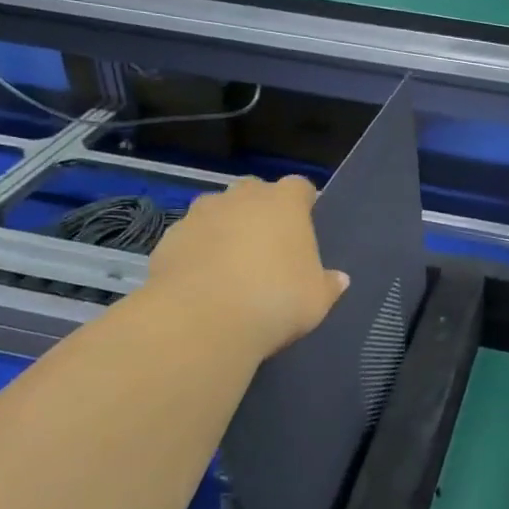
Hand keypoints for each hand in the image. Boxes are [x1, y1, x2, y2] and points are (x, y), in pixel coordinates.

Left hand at [143, 176, 347, 357]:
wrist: (202, 320)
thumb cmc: (275, 300)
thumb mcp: (316, 300)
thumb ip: (328, 285)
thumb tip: (339, 279)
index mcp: (285, 203)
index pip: (299, 187)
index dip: (302, 203)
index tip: (304, 225)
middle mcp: (242, 197)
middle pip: (254, 191)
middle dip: (259, 210)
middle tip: (266, 245)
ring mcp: (201, 214)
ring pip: (217, 210)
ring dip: (224, 228)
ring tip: (230, 264)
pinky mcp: (169, 238)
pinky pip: (190, 238)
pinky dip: (196, 251)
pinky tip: (202, 282)